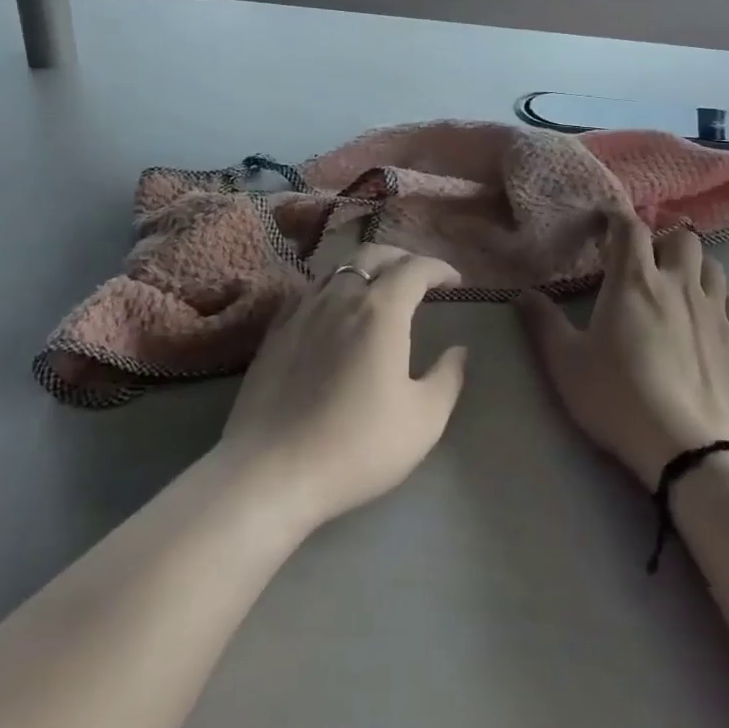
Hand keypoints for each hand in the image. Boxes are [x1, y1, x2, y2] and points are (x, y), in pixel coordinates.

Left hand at [217, 244, 467, 534]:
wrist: (270, 472)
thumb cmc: (355, 446)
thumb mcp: (422, 421)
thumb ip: (447, 379)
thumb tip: (458, 351)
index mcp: (380, 311)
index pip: (415, 268)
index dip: (439, 268)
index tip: (455, 281)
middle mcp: (341, 297)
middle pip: (373, 255)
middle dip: (402, 258)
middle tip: (420, 277)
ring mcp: (303, 310)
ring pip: (339, 269)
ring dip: (366, 269)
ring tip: (379, 289)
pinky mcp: (275, 331)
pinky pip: (310, 291)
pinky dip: (333, 288)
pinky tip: (334, 310)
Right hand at [516, 216, 728, 486]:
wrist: (692, 451)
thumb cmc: (620, 400)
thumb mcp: (566, 365)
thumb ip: (543, 324)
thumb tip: (523, 293)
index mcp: (635, 281)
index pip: (630, 228)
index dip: (617, 219)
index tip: (604, 226)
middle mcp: (679, 284)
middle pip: (681, 237)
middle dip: (662, 241)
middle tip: (643, 263)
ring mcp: (715, 311)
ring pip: (712, 264)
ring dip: (693, 266)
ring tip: (676, 286)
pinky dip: (719, 299)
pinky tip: (706, 318)